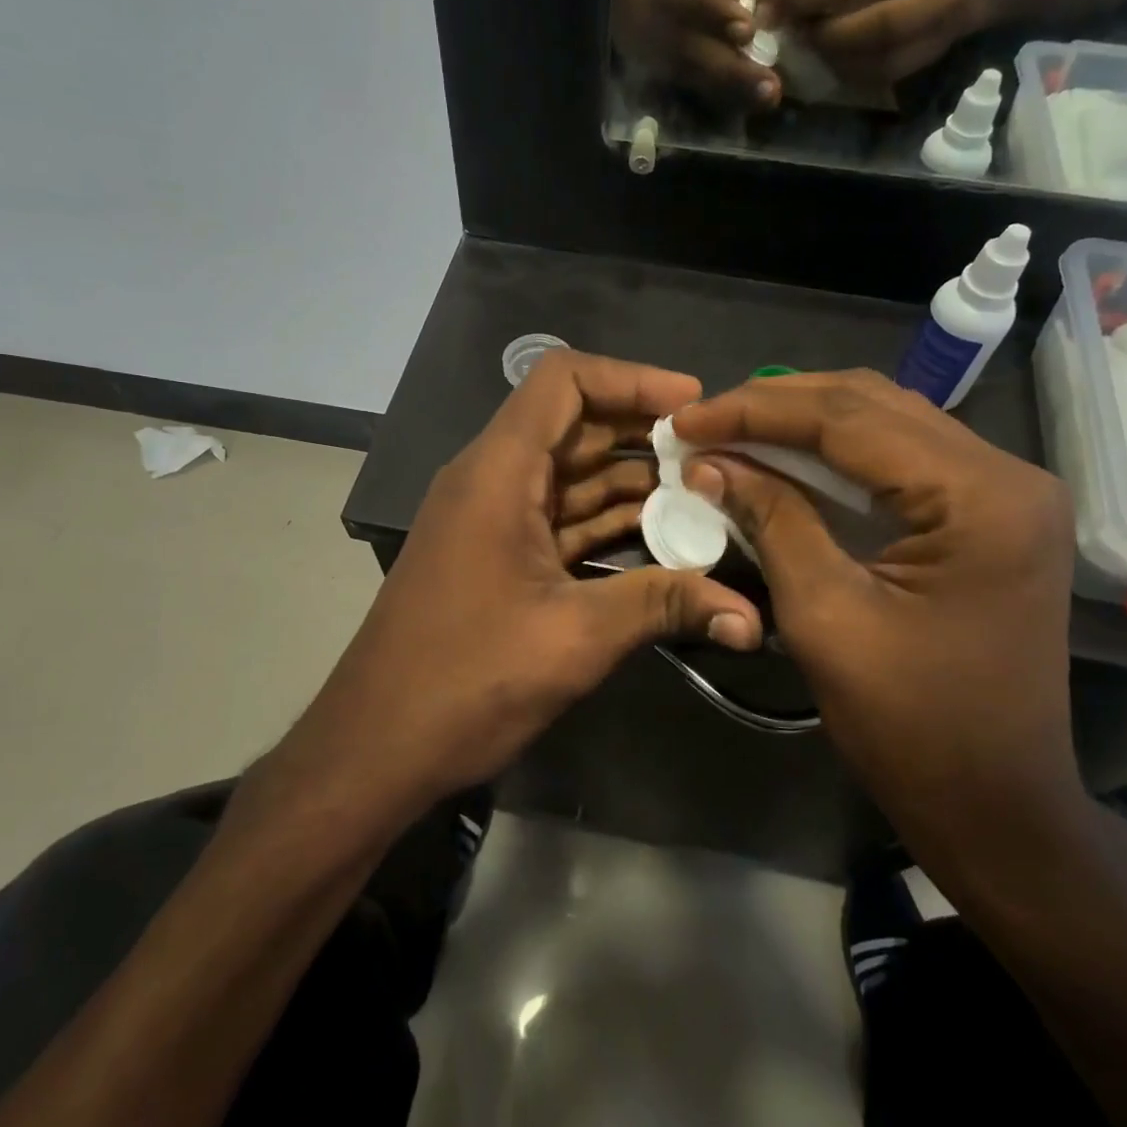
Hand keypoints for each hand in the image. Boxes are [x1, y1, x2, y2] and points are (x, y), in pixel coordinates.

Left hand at [288, 351, 764, 809]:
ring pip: (571, 476)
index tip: (693, 405)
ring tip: (705, 497)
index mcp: (498, 472)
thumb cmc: (465, 680)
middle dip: (644, 434)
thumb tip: (750, 615)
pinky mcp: (497, 557)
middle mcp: (491, 480)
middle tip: (715, 456)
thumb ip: (663, 606)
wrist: (376, 747)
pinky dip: (607, 523)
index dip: (631, 379)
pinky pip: (560, 519)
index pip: (563, 380)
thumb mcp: (574, 637)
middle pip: (574, 425)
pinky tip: (662, 541)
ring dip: (632, 483)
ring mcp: (492, 520)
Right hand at [613, 0, 780, 108]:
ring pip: (695, 75)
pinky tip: (746, 99)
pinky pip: (690, 84)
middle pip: (696, 51)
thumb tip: (755, 11)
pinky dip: (719, 92)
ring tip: (765, 98)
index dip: (716, 15)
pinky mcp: (654, 72)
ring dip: (731, 89)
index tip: (747, 32)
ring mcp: (652, 54)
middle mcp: (655, 23)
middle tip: (771, 88)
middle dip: (735, 71)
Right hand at [672, 371, 1077, 860]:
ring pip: (887, 422)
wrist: (995, 805)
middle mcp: (1004, 473)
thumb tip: (710, 462)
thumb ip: (772, 521)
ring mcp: (1003, 492)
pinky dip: (836, 452)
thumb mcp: (825, 617)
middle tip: (702, 419)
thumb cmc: (910, 726)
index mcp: (979, 497)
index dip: (757, 412)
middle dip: (777, 405)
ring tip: (732, 428)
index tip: (686, 419)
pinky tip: (785, 457)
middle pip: (872, 404)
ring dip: (804, 421)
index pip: (850, 419)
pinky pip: (901, 458)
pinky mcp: (988, 514)